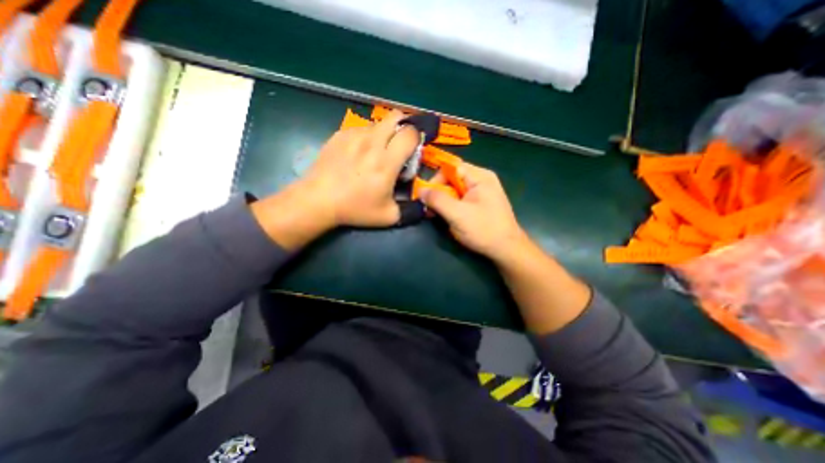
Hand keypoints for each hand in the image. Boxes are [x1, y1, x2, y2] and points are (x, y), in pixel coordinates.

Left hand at [301, 110, 419, 226]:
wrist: (318, 200)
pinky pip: (361, 128)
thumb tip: (425, 206)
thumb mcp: (388, 217)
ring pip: (378, 123)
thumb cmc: (355, 209)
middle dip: (403, 126)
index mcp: (387, 162)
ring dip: (384, 133)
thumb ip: (411, 210)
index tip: (413, 150)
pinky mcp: (340, 134)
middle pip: (396, 116)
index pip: (410, 133)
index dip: (417, 138)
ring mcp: (354, 136)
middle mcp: (372, 143)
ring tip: (377, 152)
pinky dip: (367, 137)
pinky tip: (359, 153)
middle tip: (399, 144)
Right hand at [420, 161, 526, 260]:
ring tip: (436, 215)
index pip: (451, 167)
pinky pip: (461, 199)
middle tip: (429, 209)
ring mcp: (482, 192)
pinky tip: (447, 217)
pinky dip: (451, 206)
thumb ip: (437, 200)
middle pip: (453, 178)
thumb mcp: (457, 214)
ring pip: (455, 190)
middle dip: (439, 193)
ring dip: (443, 201)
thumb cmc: (484, 230)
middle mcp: (482, 180)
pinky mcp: (480, 203)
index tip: (427, 196)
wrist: (506, 250)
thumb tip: (420, 190)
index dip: (436, 179)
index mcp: (480, 177)